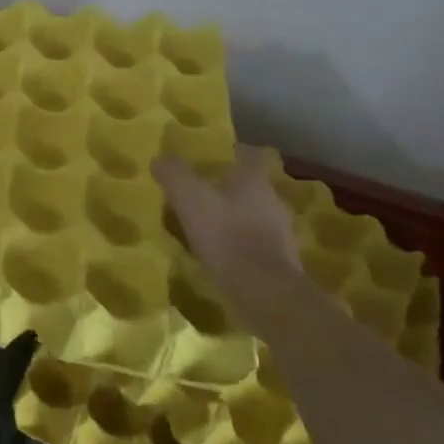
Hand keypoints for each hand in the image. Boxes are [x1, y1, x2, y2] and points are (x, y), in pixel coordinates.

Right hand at [154, 146, 301, 276]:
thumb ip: (174, 174)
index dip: (233, 152)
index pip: (250, 154)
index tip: (214, 157)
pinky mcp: (282, 261)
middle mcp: (273, 200)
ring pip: (256, 215)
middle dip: (230, 188)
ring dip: (237, 218)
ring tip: (210, 227)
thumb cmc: (225, 234)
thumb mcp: (189, 198)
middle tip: (204, 194)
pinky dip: (242, 245)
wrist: (264, 290)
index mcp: (254, 179)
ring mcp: (283, 232)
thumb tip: (160, 159)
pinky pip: (258, 244)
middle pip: (253, 186)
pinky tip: (223, 255)